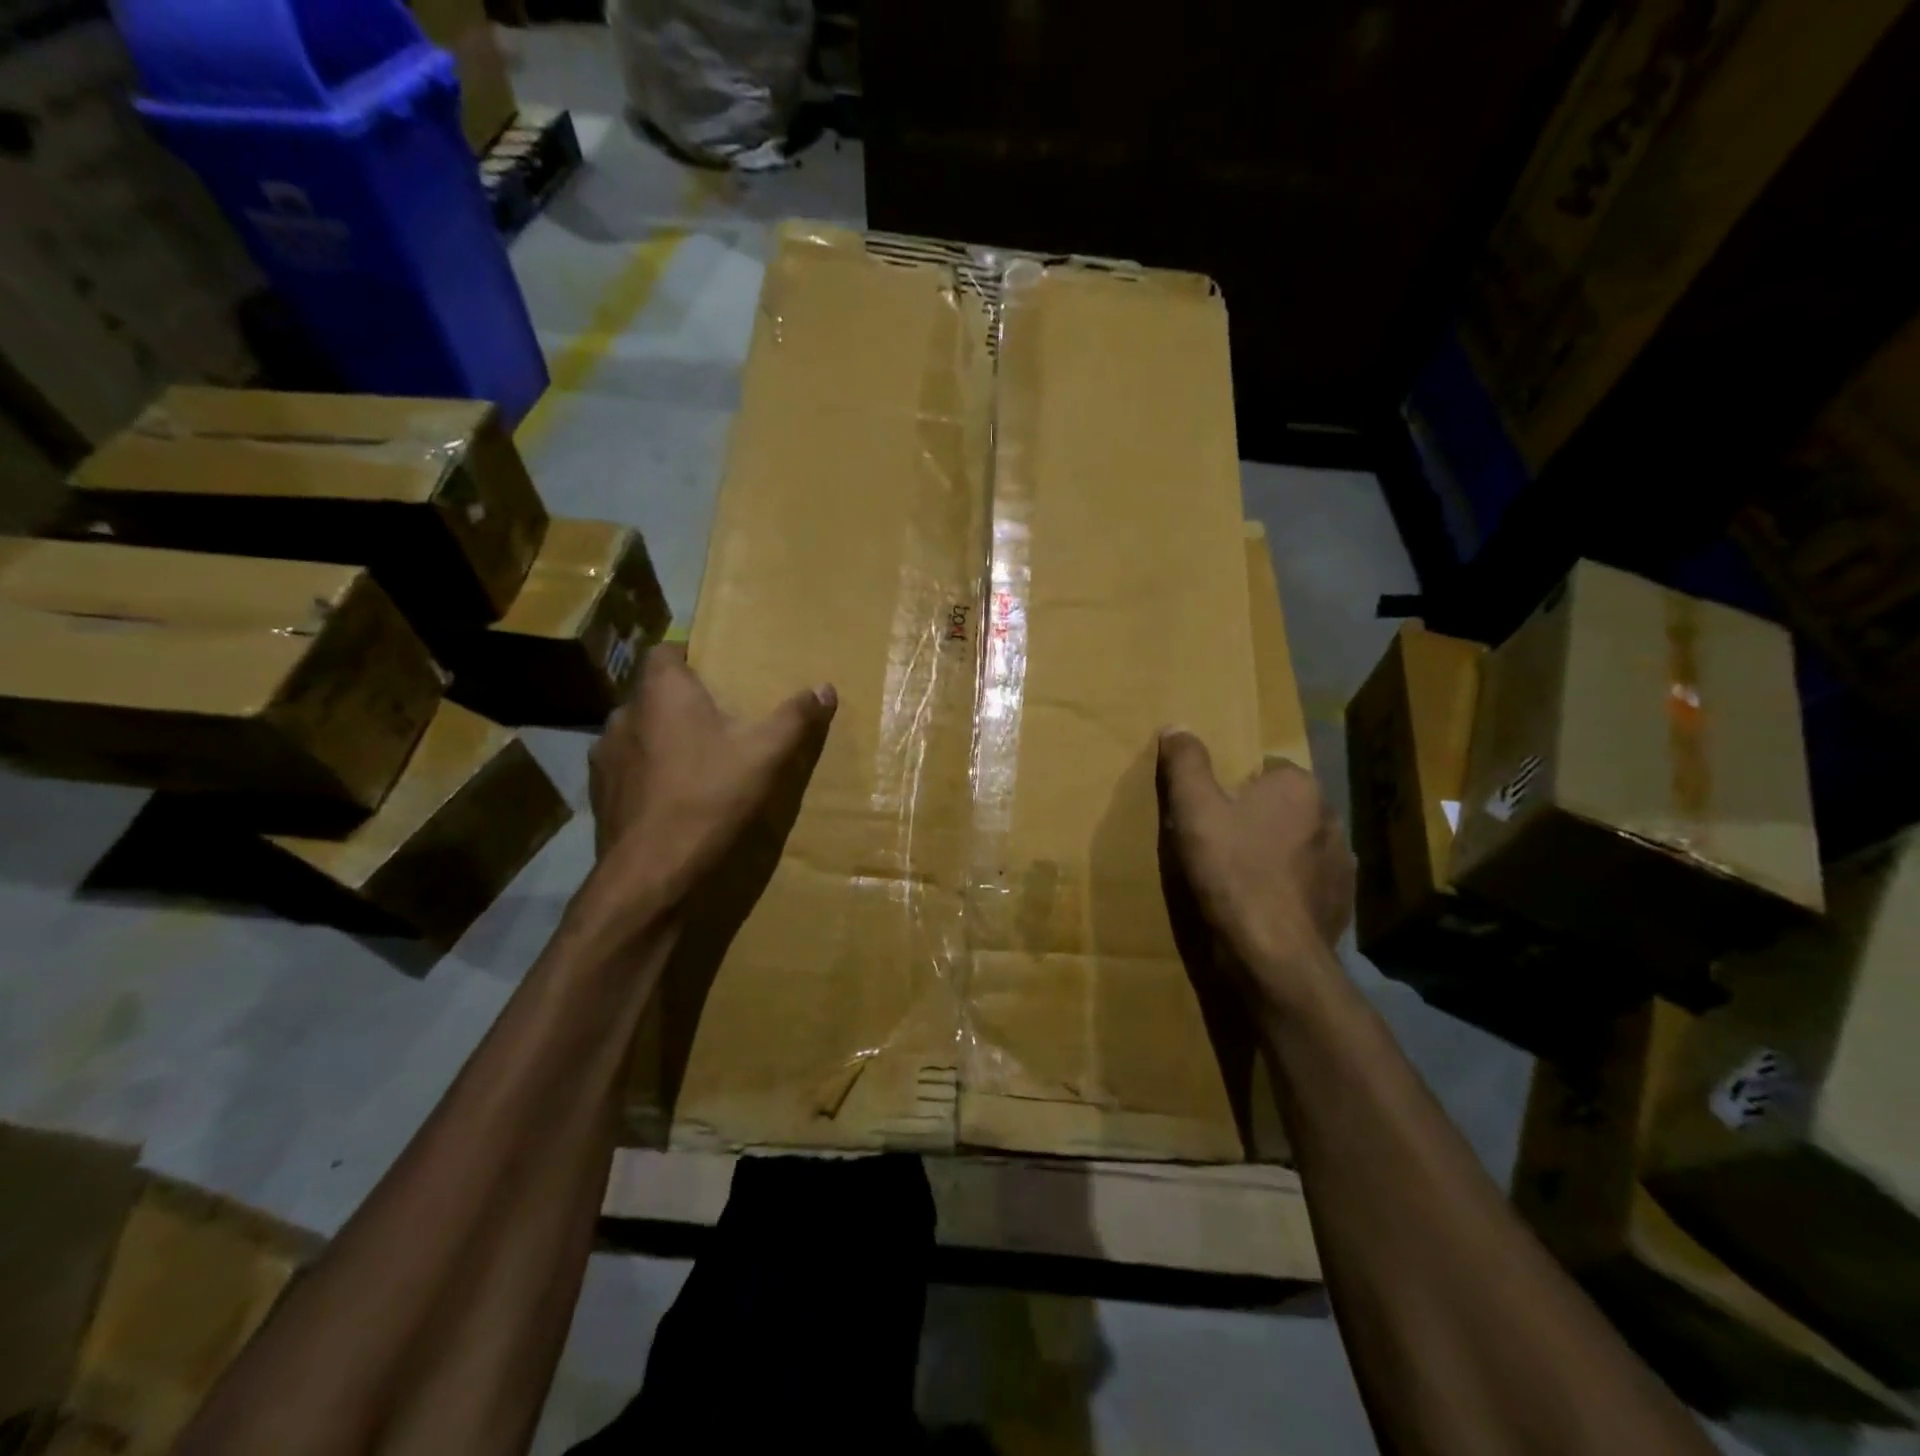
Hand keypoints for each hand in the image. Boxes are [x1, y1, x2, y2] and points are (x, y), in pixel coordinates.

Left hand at [580, 645, 835, 930]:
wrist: (652, 872)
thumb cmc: (709, 797)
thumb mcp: (766, 755)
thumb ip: (795, 718)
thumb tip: (825, 688)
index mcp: (661, 693)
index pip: (665, 651)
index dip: (689, 657)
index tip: (717, 674)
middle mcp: (625, 714)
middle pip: (654, 694)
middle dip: (683, 703)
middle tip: (720, 720)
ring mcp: (605, 755)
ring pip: (639, 732)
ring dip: (663, 739)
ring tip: (697, 760)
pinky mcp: (600, 793)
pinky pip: (629, 769)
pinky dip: (648, 773)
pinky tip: (673, 797)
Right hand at [1157, 731, 1353, 1014]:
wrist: (1270, 955)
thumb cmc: (1230, 870)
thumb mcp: (1193, 809)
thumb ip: (1186, 763)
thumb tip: (1177, 726)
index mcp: (1299, 787)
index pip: (1267, 769)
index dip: (1235, 786)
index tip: (1210, 808)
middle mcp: (1330, 817)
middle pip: (1283, 808)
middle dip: (1257, 819)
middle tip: (1218, 841)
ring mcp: (1341, 865)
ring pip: (1298, 847)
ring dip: (1275, 855)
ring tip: (1238, 878)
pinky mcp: (1340, 905)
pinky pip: (1307, 885)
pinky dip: (1286, 890)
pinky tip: (1260, 907)